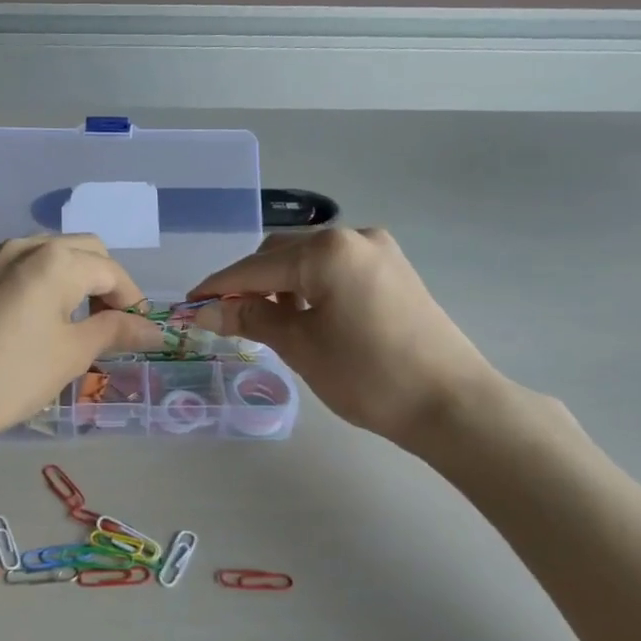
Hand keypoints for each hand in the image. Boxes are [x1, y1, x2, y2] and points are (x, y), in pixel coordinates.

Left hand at [0, 236, 165, 447]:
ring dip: (70, 280)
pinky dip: (38, 286)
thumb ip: (116, 332)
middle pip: (81, 251)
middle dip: (104, 282)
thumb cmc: (11, 375)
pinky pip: (16, 271)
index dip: (133, 300)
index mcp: (55, 260)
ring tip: (73, 323)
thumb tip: (154, 329)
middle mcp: (23, 247)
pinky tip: (31, 324)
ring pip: (46, 256)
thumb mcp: (72, 354)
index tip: (140, 333)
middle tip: (109, 324)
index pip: (111, 270)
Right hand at [188, 228, 506, 449]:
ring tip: (267, 321)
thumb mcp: (301, 346)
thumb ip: (251, 318)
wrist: (450, 403)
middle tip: (229, 319)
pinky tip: (305, 315)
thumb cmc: (368, 375)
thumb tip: (207, 311)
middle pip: (283, 253)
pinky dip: (311, 287)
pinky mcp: (394, 271)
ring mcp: (379, 252)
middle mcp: (354, 237)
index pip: (256, 266)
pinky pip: (336, 269)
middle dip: (251, 282)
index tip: (190, 305)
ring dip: (281, 284)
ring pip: (310, 260)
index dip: (219, 287)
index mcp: (328, 251)